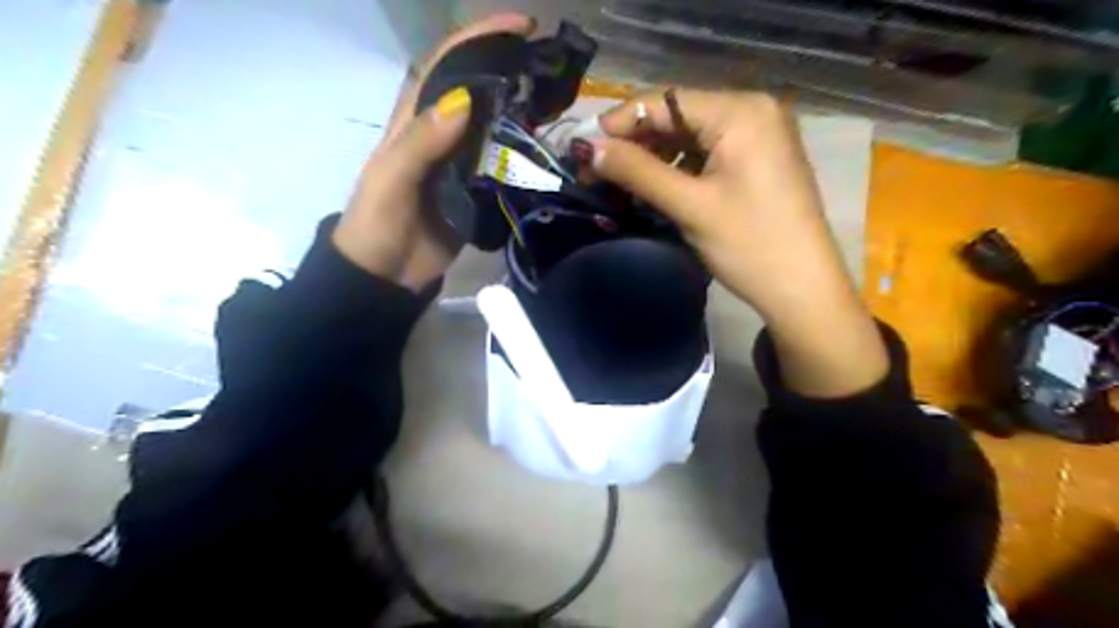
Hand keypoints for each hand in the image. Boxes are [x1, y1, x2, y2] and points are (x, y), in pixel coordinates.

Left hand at [332, 13, 538, 291]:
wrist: (387, 275)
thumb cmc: (378, 224)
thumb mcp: (391, 180)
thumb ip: (421, 141)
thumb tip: (466, 99)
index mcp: (415, 121)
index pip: (446, 65)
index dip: (479, 39)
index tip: (520, 26)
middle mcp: (442, 134)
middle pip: (478, 89)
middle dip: (509, 68)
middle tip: (549, 64)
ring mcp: (462, 163)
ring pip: (495, 124)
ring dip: (522, 107)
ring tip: (556, 98)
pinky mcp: (477, 190)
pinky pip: (503, 162)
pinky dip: (523, 150)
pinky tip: (545, 144)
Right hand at [583, 89, 886, 397]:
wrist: (803, 289)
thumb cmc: (749, 245)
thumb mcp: (689, 205)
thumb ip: (637, 171)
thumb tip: (588, 149)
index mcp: (741, 111)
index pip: (666, 100)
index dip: (622, 122)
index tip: (584, 149)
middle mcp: (753, 110)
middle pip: (678, 116)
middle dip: (636, 142)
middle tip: (597, 170)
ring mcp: (759, 135)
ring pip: (691, 136)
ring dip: (654, 156)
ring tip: (620, 181)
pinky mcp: (759, 160)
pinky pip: (708, 152)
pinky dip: (678, 167)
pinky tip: (656, 186)